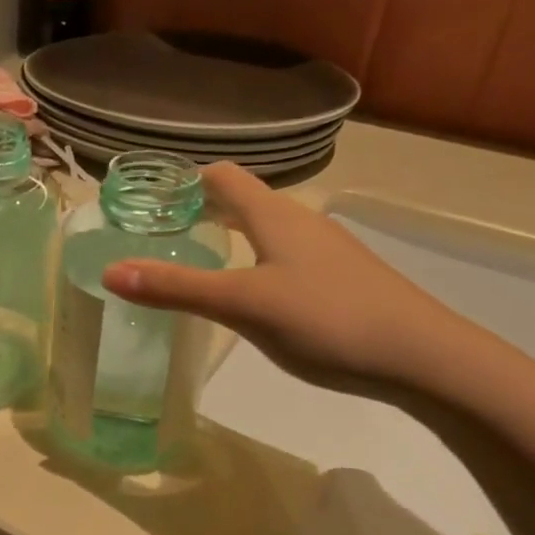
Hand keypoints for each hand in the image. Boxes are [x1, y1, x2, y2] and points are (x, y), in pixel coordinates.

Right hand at [102, 162, 464, 387]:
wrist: (425, 358)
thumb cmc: (327, 319)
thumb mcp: (242, 305)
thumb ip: (176, 288)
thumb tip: (110, 270)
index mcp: (276, 216)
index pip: (224, 177)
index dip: (186, 180)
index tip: (150, 199)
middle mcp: (302, 223)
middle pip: (245, 201)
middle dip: (202, 210)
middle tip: (161, 234)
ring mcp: (327, 252)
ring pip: (267, 231)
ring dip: (229, 237)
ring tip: (197, 262)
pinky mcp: (342, 281)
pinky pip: (285, 258)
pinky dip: (254, 262)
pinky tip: (250, 297)